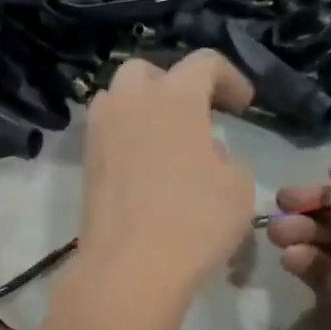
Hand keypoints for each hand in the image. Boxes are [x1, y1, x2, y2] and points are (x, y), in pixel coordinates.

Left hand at [75, 52, 254, 316]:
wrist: (131, 266)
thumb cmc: (196, 220)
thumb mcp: (238, 185)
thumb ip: (225, 155)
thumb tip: (203, 150)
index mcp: (175, 96)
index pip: (204, 63)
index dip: (229, 78)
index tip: (244, 106)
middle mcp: (131, 102)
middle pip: (148, 72)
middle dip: (174, 85)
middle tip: (196, 114)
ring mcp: (101, 131)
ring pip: (118, 98)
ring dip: (143, 108)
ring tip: (166, 138)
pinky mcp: (86, 163)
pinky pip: (107, 132)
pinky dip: (126, 137)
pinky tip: (145, 165)